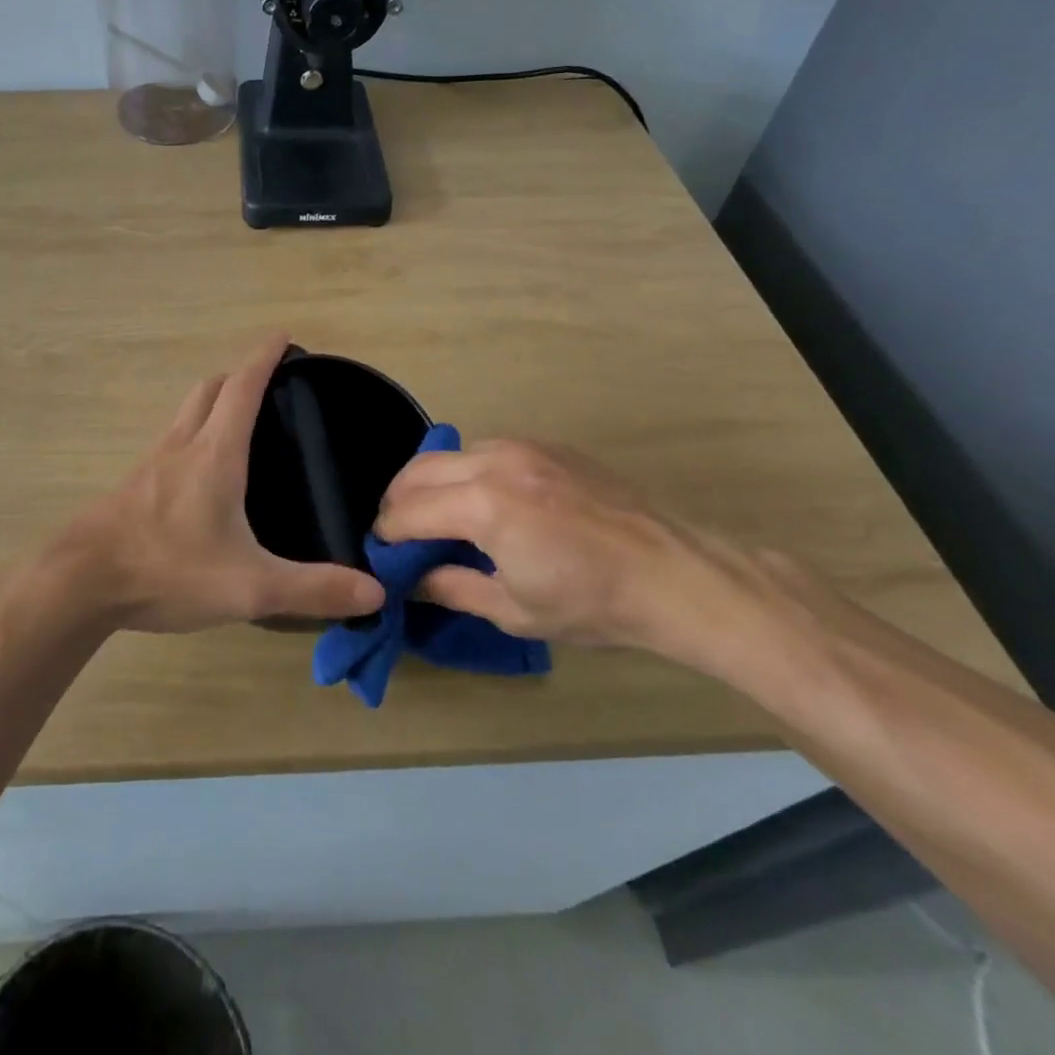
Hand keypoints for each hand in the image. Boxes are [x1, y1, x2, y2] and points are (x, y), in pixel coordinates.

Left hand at [45, 334, 384, 633]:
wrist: (80, 582)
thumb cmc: (168, 569)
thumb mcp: (249, 586)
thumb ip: (312, 588)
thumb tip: (373, 590)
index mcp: (215, 453)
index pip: (243, 387)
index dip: (264, 358)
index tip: (283, 336)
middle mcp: (182, 446)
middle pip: (209, 389)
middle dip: (239, 376)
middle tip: (267, 383)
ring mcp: (151, 463)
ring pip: (185, 413)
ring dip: (212, 402)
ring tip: (238, 422)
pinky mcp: (133, 486)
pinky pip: (170, 442)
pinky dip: (192, 434)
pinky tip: (200, 473)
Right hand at [374, 439, 760, 655]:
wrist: (674, 575)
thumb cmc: (591, 603)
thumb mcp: (513, 608)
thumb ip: (451, 587)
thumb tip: (410, 580)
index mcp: (483, 505)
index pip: (409, 511)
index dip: (387, 533)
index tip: (380, 553)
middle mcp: (495, 462)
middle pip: (419, 470)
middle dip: (398, 501)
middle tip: (399, 534)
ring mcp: (524, 447)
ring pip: (451, 453)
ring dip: (431, 482)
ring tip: (436, 516)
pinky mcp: (547, 445)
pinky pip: (486, 449)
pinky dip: (466, 471)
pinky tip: (482, 502)